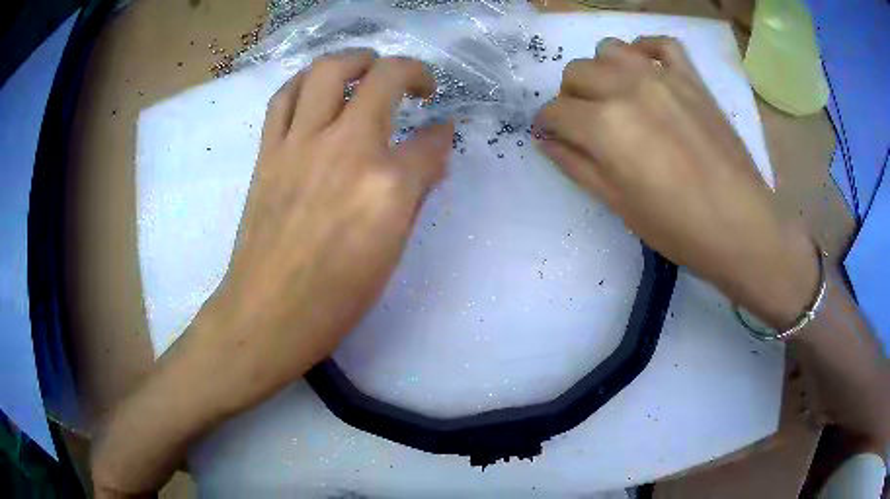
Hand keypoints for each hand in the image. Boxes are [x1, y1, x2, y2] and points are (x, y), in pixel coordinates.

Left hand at [92, 50, 452, 494]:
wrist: (267, 314)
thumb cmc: (337, 298)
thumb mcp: (392, 250)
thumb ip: (415, 192)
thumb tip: (430, 155)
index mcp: (387, 185)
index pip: (429, 142)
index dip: (442, 134)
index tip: (442, 131)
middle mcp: (346, 149)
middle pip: (384, 78)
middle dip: (412, 71)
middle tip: (419, 83)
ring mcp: (300, 144)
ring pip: (327, 71)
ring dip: (355, 59)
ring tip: (367, 66)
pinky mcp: (268, 152)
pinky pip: (284, 97)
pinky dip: (304, 82)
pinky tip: (316, 89)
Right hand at [535, 37, 817, 328]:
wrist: (741, 226)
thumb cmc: (678, 227)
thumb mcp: (618, 204)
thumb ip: (576, 165)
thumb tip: (546, 140)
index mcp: (606, 126)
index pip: (555, 111)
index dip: (548, 126)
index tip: (554, 138)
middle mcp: (627, 88)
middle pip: (576, 72)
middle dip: (571, 98)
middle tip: (586, 124)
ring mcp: (663, 77)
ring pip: (609, 49)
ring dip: (602, 70)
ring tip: (615, 96)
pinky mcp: (692, 78)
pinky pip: (661, 43)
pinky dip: (646, 50)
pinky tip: (645, 69)